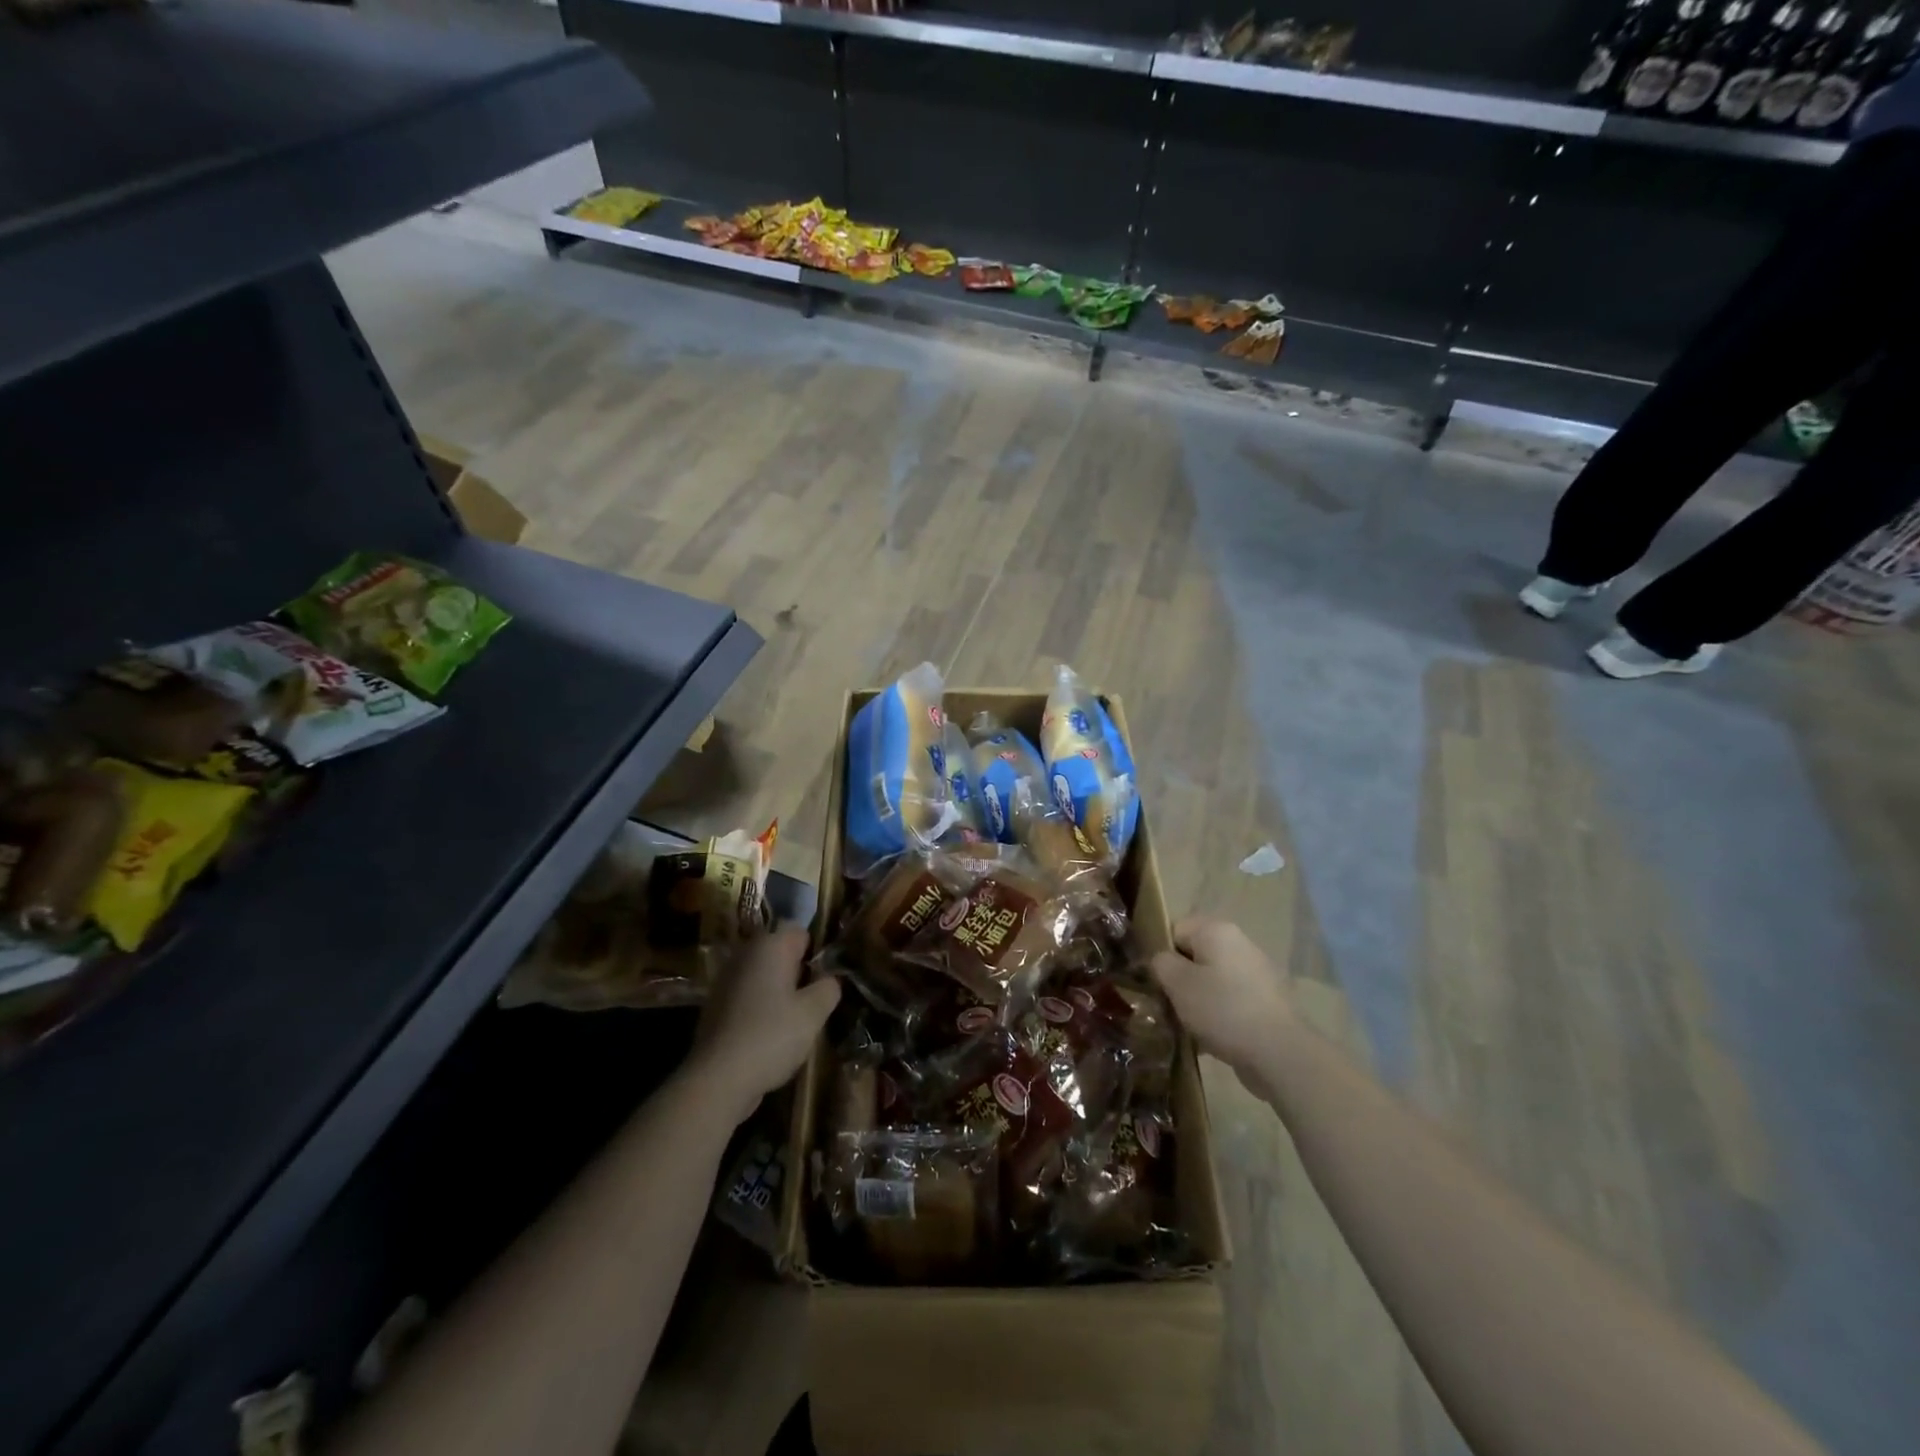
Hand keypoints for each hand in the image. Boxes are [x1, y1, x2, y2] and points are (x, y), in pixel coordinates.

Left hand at [688, 926, 839, 1124]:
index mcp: (769, 946)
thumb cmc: (772, 1036)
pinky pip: (748, 995)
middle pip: (780, 952)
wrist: (718, 1079)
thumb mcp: (814, 1013)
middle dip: (799, 971)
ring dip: (780, 990)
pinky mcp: (715, 1005)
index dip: (817, 951)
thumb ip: (828, 988)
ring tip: (796, 1019)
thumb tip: (830, 979)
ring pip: (763, 975)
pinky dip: (760, 1006)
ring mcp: (726, 979)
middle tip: (815, 1000)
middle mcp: (745, 954)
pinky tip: (771, 1033)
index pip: (800, 931)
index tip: (828, 977)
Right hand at [1149, 917, 1291, 1089]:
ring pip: (1212, 980)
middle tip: (1168, 1005)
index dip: (1160, 954)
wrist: (1280, 1053)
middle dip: (1179, 980)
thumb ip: (1161, 963)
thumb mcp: (1177, 983)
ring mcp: (1257, 972)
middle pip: (1195, 955)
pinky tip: (1211, 1039)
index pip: (1174, 930)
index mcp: (1216, 930)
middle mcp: (1239, 943)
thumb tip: (1162, 960)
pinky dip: (1218, 1015)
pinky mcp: (1267, 1001)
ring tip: (1188, 1026)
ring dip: (1197, 1000)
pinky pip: (1230, 1000)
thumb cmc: (1222, 1009)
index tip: (1154, 981)